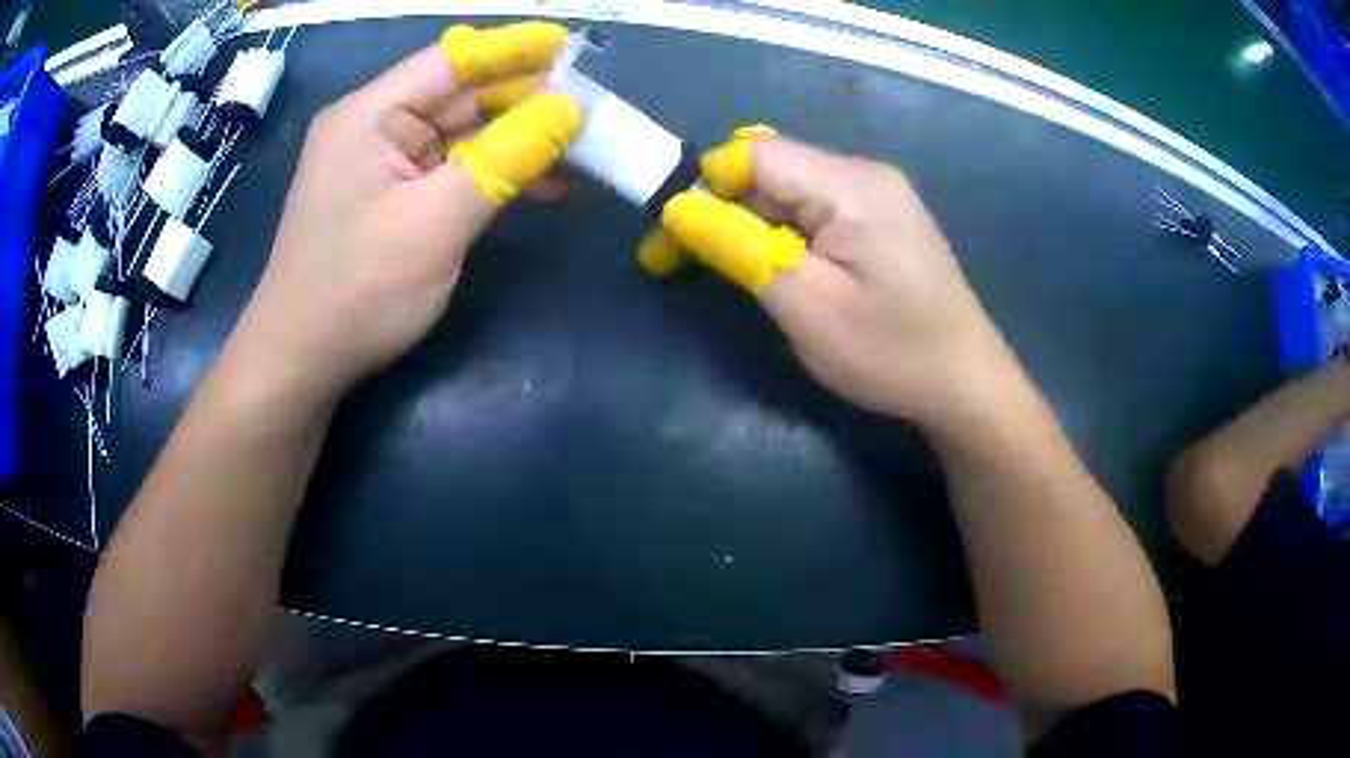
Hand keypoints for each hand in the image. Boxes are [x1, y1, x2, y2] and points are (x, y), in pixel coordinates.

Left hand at [222, 24, 581, 403]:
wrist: (302, 363)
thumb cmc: (357, 292)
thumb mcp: (435, 223)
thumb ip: (504, 159)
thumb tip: (569, 112)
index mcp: (370, 114)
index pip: (452, 60)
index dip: (514, 49)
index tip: (573, 44)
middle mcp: (375, 127)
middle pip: (460, 95)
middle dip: (526, 99)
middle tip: (593, 106)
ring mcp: (384, 164)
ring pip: (463, 134)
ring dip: (519, 140)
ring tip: (583, 146)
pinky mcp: (394, 198)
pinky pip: (453, 169)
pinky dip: (496, 172)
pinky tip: (544, 179)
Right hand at [658, 134, 1017, 433]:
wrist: (965, 386)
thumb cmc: (891, 353)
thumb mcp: (806, 306)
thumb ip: (738, 247)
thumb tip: (677, 207)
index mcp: (851, 184)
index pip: (754, 153)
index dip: (701, 185)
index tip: (668, 238)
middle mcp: (863, 174)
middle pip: (769, 168)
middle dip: (717, 208)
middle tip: (675, 262)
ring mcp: (876, 196)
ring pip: (787, 190)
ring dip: (744, 224)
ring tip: (719, 271)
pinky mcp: (880, 220)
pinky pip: (813, 208)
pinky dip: (778, 233)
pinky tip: (771, 268)